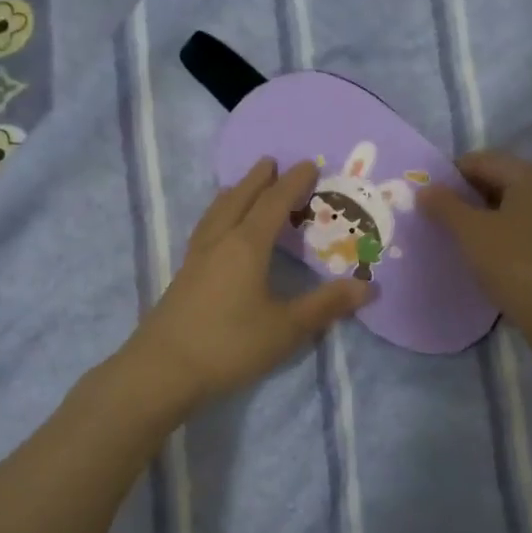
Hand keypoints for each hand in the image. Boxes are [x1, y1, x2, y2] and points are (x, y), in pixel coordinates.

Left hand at [122, 158, 370, 417]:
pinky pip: (205, 230)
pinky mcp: (182, 277)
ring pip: (216, 213)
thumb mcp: (286, 328)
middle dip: (257, 180)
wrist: (162, 371)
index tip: (309, 164)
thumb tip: (369, 287)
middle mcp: (219, 243)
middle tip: (270, 161)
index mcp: (246, 246)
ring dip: (233, 194)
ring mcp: (196, 259)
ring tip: (240, 187)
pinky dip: (217, 216)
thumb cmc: (230, 345)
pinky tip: (216, 231)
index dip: (293, 183)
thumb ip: (326, 306)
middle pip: (238, 200)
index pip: (273, 204)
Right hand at [418, 150, 531, 362]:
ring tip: (454, 240)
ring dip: (481, 219)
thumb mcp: (472, 233)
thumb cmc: (516, 265)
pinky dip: (499, 236)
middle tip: (435, 220)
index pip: (480, 160)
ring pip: (509, 208)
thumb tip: (425, 189)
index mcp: (531, 175)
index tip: (425, 198)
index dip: (449, 175)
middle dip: (464, 197)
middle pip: (497, 181)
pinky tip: (482, 258)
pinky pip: (522, 230)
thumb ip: (445, 206)